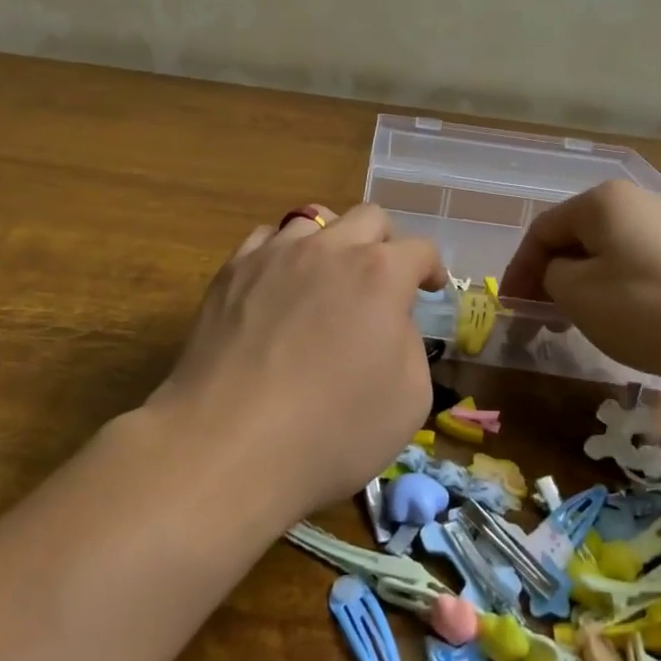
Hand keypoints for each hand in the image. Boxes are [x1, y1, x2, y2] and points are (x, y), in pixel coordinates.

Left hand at [150, 204, 444, 521]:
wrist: (229, 444)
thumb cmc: (332, 430)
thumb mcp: (410, 398)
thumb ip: (410, 343)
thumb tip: (390, 322)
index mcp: (380, 273)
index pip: (419, 250)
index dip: (431, 269)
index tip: (429, 289)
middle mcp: (329, 248)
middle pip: (368, 217)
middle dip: (385, 242)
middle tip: (383, 278)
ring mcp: (275, 253)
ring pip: (312, 219)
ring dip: (331, 242)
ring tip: (326, 277)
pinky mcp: (232, 271)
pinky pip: (265, 240)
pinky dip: (282, 254)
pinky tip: (278, 285)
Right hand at [499, 179, 660, 389]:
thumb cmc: (650, 308)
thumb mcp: (579, 296)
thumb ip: (551, 277)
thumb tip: (559, 274)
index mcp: (601, 202)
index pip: (542, 230)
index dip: (519, 270)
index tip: (510, 308)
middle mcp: (635, 202)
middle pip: (576, 238)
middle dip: (552, 277)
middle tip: (541, 318)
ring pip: (607, 253)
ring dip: (583, 286)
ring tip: (578, 322)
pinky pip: (638, 266)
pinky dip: (617, 290)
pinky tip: (624, 320)